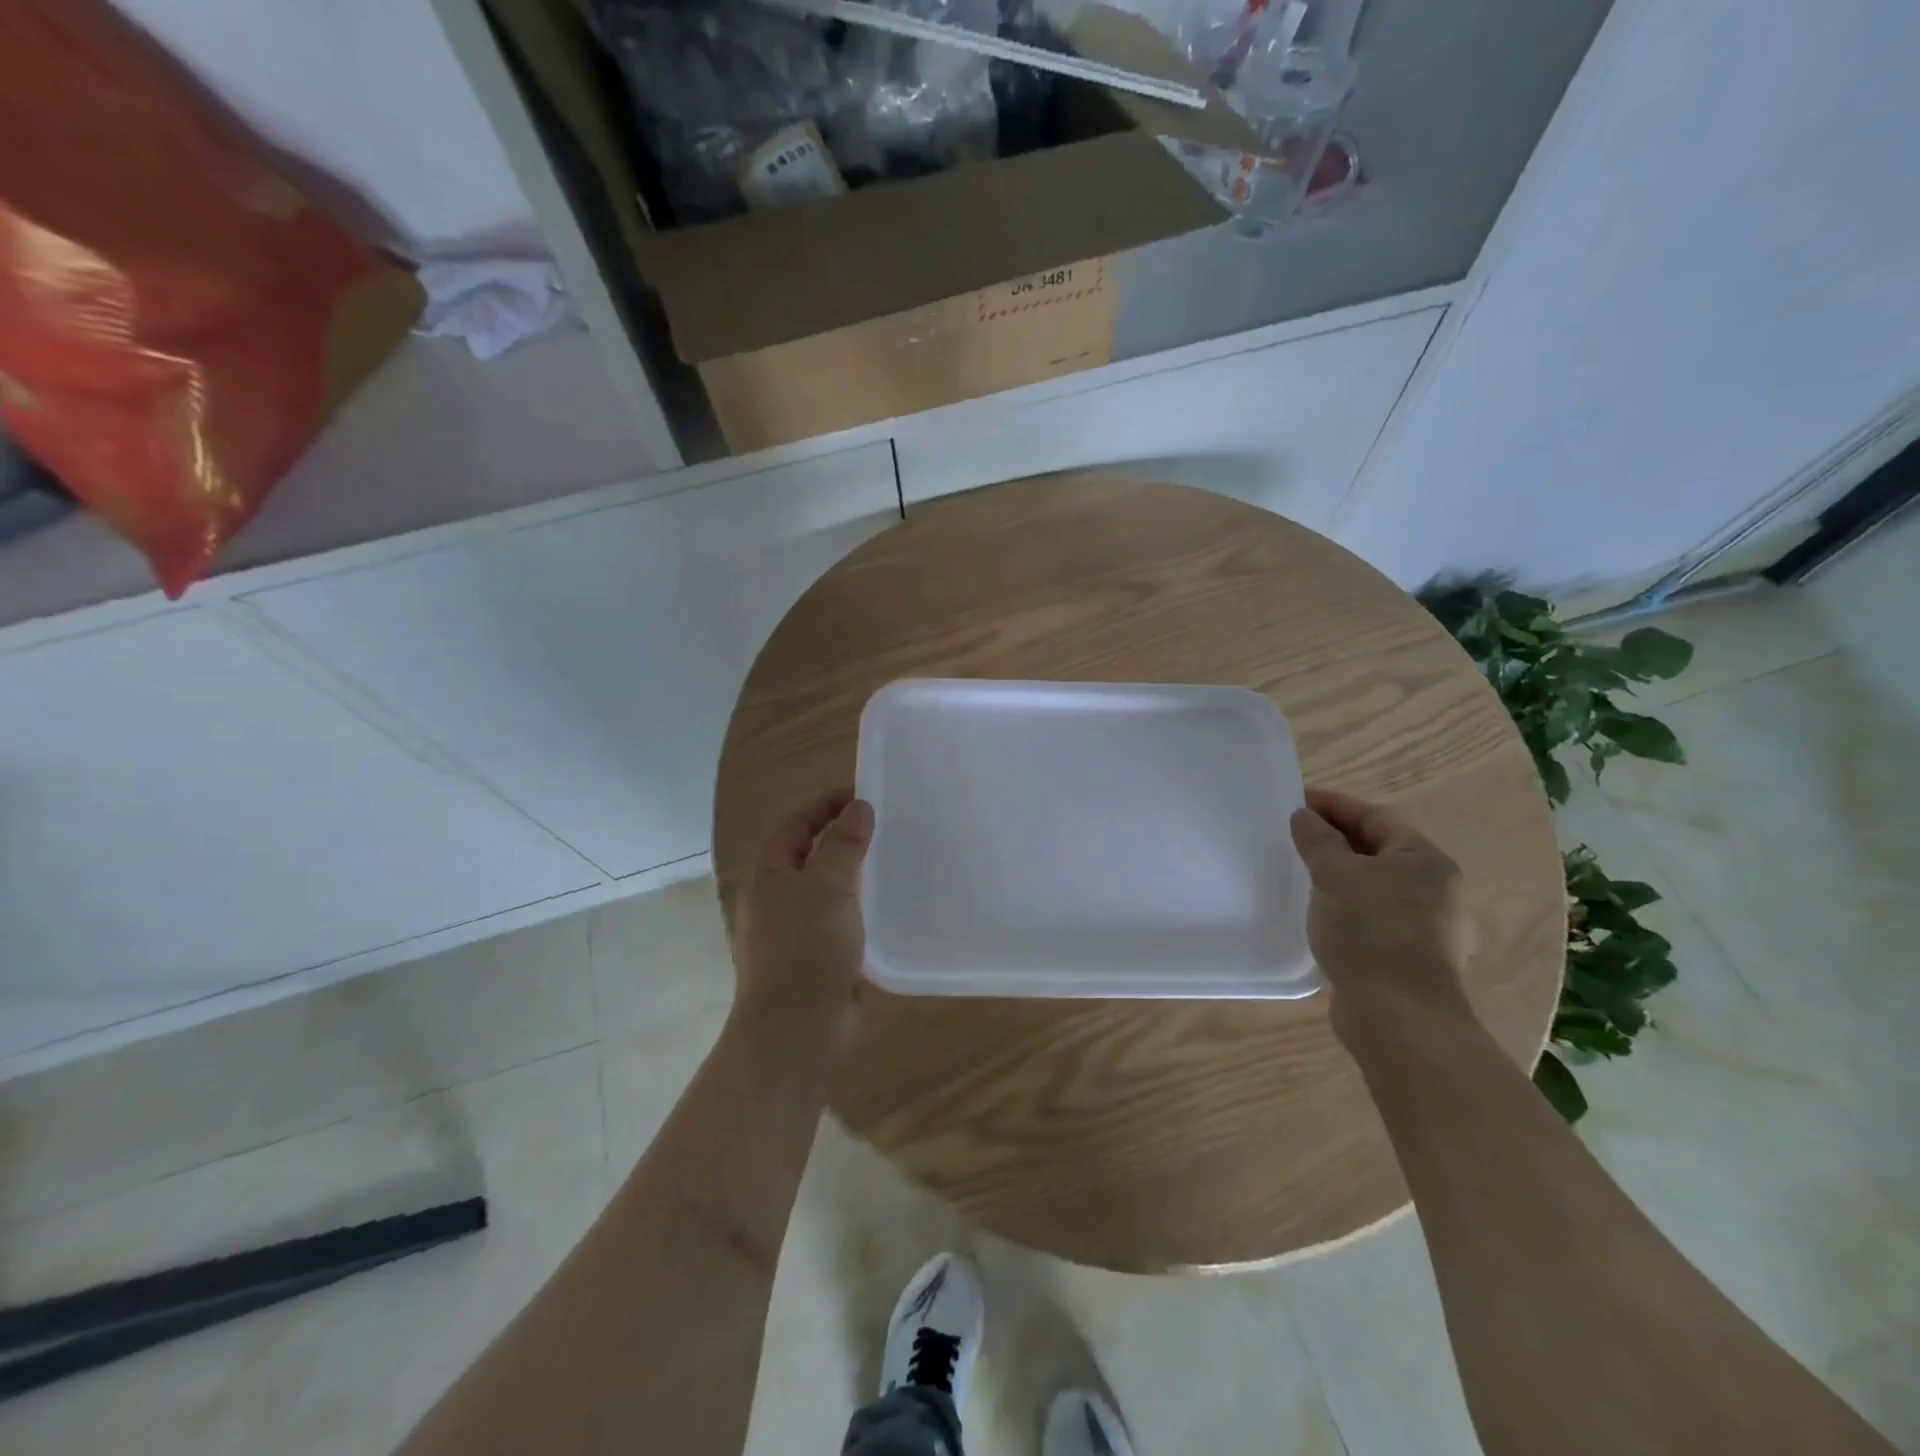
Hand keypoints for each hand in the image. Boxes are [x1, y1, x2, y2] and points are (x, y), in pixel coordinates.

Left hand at [729, 788, 874, 1045]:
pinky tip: (888, 904)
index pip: (796, 823)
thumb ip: (844, 844)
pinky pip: (839, 917)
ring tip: (893, 857)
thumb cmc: (806, 950)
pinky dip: (860, 903)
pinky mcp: (816, 956)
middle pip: (810, 852)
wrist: (796, 1031)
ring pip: (827, 886)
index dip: (826, 803)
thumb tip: (859, 807)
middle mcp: (777, 897)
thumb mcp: (827, 887)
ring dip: (854, 869)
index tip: (864, 793)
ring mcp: (795, 929)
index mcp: (769, 874)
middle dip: (843, 834)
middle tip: (885, 823)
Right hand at [1289, 787, 1475, 1041]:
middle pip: (1380, 850)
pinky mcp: (1414, 957)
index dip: (1334, 805)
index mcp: (1425, 860)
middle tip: (1295, 835)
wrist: (1398, 1014)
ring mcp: (1430, 926)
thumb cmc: (1370, 930)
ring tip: (1303, 873)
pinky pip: (1376, 916)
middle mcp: (1437, 888)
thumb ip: (1318, 841)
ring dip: (1342, 875)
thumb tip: (1304, 816)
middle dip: (1338, 839)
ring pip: (1378, 885)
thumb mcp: (1335, 876)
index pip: (1376, 817)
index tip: (1296, 801)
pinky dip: (1349, 906)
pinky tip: (1323, 914)